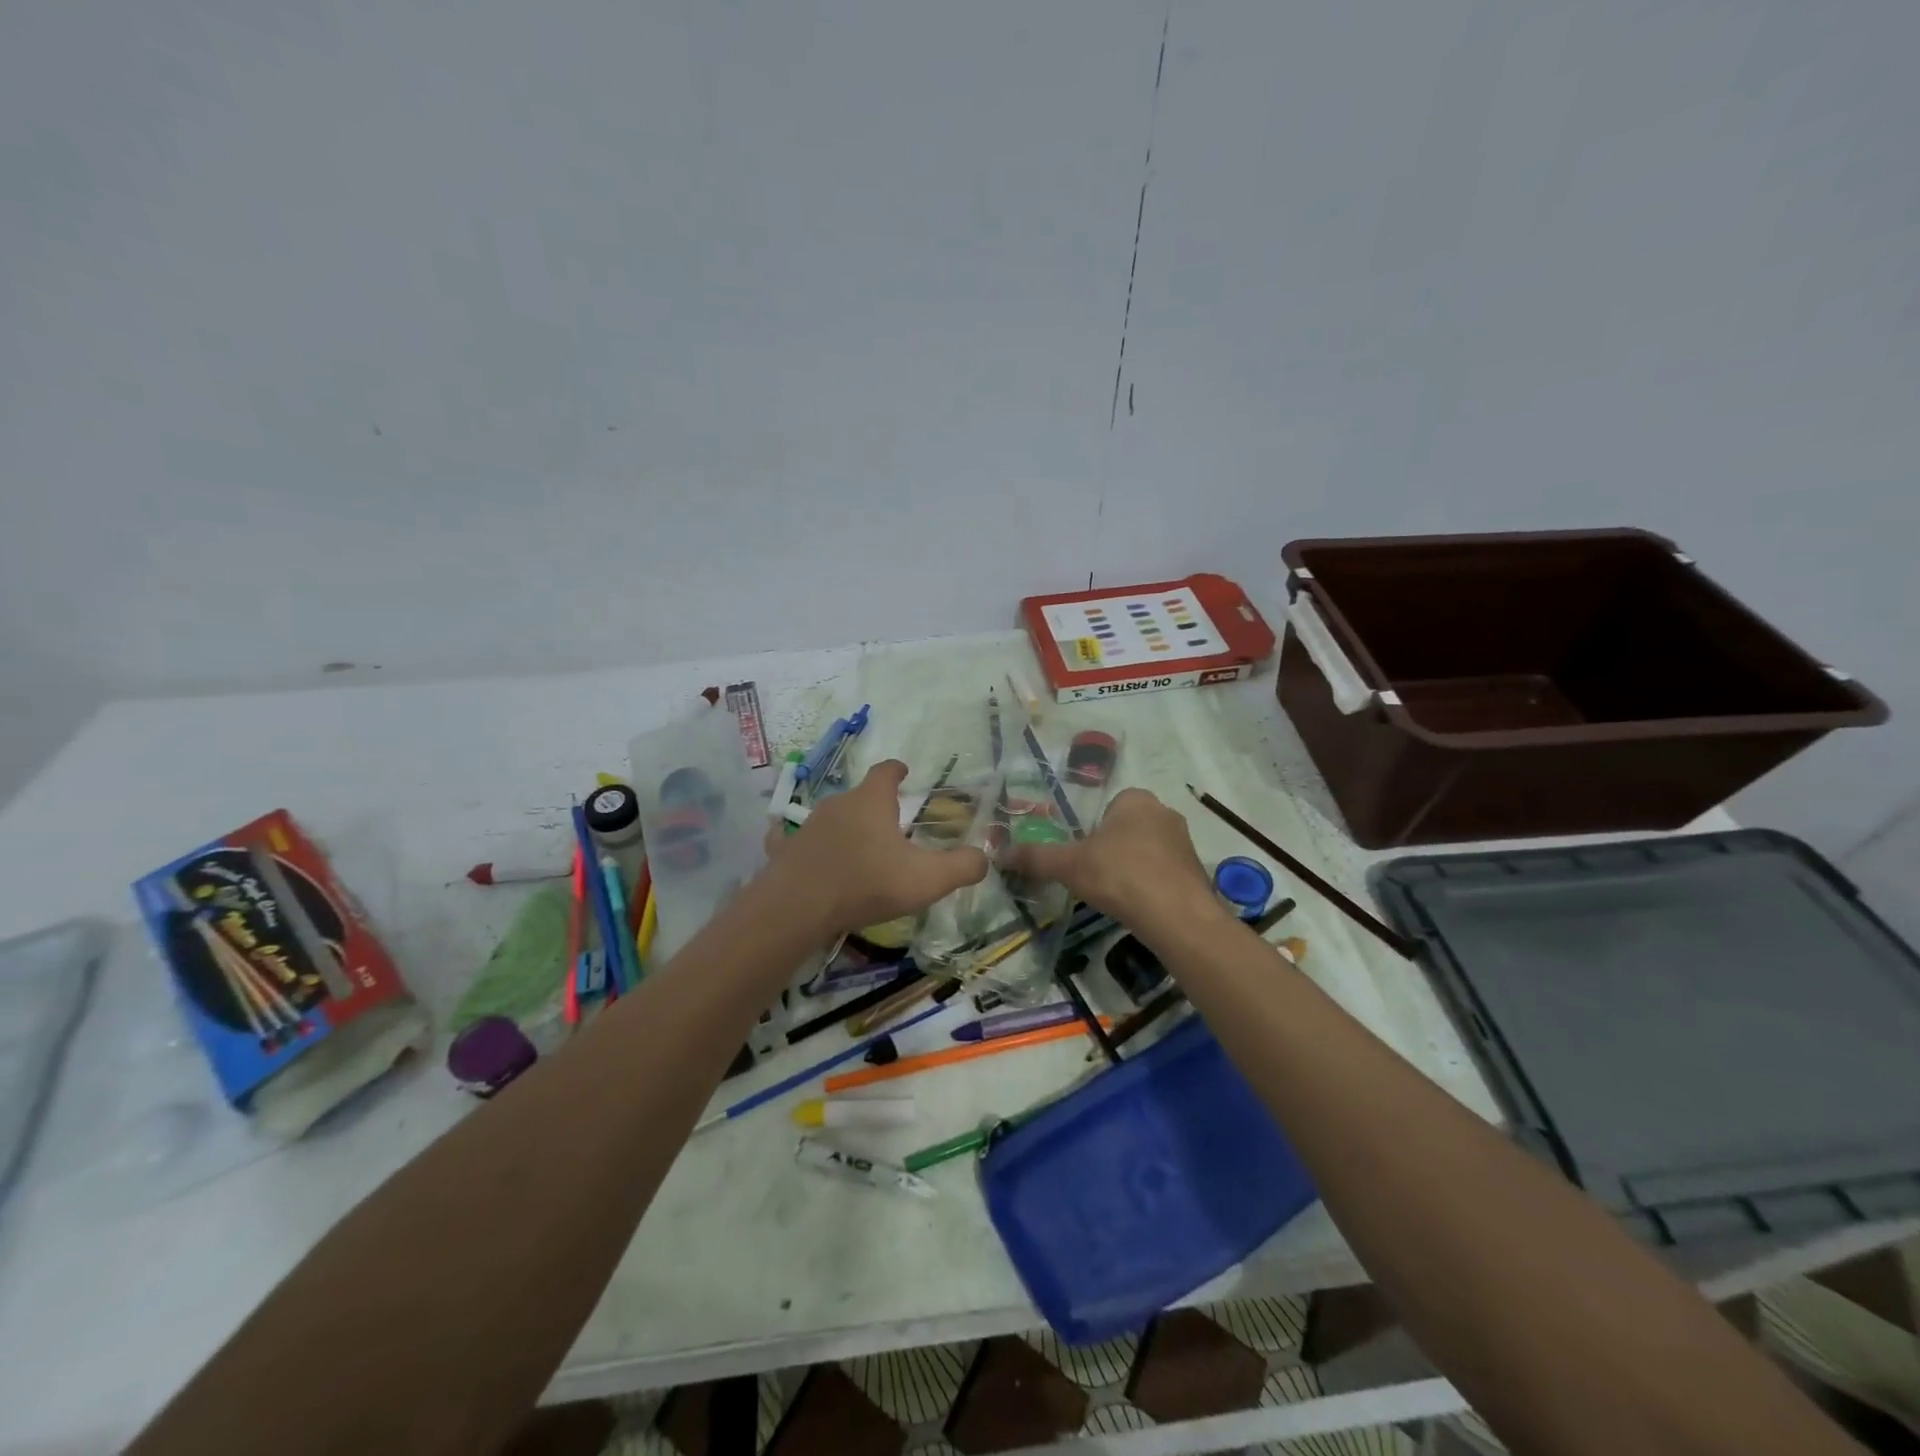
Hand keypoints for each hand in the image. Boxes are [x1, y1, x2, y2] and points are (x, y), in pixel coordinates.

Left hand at [764, 760, 988, 937]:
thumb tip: (985, 858)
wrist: (798, 908)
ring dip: (845, 828)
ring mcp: (806, 826)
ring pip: (831, 819)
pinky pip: (795, 841)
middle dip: (875, 806)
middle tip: (891, 826)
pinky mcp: (784, 850)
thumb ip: (962, 866)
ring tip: (858, 849)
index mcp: (871, 801)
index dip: (897, 770)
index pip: (886, 772)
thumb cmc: (867, 884)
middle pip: (860, 796)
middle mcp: (837, 804)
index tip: (904, 772)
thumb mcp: (927, 879)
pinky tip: (807, 857)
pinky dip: (805, 846)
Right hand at [1005, 788, 1224, 941]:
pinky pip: (1164, 873)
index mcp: (1135, 799)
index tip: (1083, 858)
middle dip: (1112, 851)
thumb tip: (1000, 854)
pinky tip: (1140, 907)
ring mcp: (1185, 842)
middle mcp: (1164, 812)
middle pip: (1127, 829)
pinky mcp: (1196, 871)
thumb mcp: (1069, 865)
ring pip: (1147, 851)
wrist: (1177, 916)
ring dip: (1132, 869)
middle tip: (1096, 878)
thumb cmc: (1119, 876)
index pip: (1107, 808)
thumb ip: (1036, 857)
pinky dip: (1151, 887)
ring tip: (1118, 896)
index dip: (1092, 833)